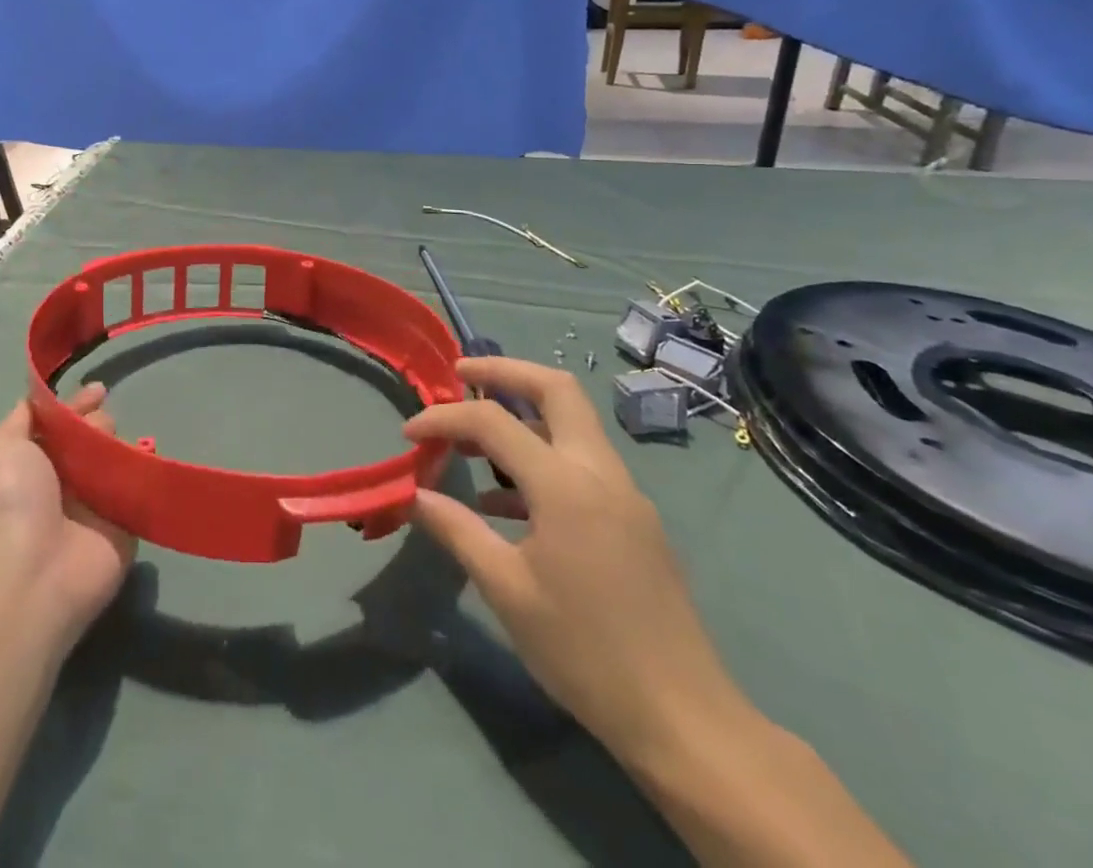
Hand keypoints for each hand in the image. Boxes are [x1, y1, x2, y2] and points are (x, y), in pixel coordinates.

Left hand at [0, 383, 135, 636]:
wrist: (34, 569)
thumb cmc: (9, 499)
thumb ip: (22, 418)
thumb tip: (45, 404)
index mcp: (25, 467)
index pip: (54, 425)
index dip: (74, 405)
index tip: (98, 390)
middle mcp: (57, 486)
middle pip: (87, 438)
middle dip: (97, 423)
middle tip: (100, 428)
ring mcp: (91, 508)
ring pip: (113, 459)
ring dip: (117, 443)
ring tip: (113, 447)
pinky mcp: (123, 527)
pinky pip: (137, 489)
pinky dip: (144, 470)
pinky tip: (145, 456)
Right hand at [405, 358, 745, 767]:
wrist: (684, 721)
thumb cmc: (585, 652)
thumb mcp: (506, 590)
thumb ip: (456, 529)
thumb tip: (413, 494)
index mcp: (566, 485)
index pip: (493, 421)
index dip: (444, 418)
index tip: (409, 435)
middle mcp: (600, 473)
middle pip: (555, 389)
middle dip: (504, 372)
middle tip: (460, 375)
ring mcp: (624, 494)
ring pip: (572, 423)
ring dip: (523, 414)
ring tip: (473, 440)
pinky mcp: (634, 520)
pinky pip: (581, 464)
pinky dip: (541, 458)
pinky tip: (504, 501)